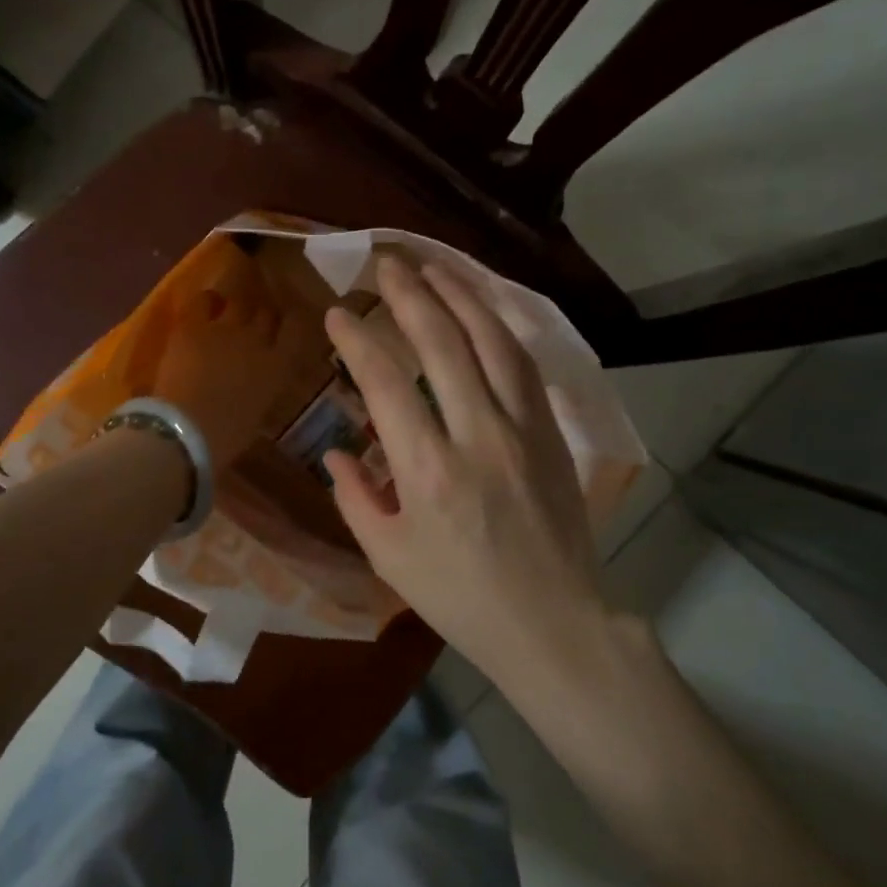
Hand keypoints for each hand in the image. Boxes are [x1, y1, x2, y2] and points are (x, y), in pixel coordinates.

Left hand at [154, 272, 304, 469]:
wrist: (186, 431)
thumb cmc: (226, 437)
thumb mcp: (257, 414)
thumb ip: (262, 391)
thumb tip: (258, 385)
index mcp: (278, 367)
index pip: (296, 330)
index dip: (292, 324)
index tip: (286, 327)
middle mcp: (258, 340)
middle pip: (267, 313)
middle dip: (262, 317)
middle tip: (253, 323)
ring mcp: (225, 328)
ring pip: (239, 302)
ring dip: (236, 307)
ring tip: (229, 312)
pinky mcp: (193, 325)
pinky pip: (204, 300)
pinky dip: (207, 302)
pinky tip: (205, 308)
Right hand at [323, 255, 612, 684]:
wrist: (553, 622)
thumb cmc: (461, 599)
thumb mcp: (389, 558)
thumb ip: (355, 498)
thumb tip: (333, 452)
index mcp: (428, 472)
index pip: (385, 384)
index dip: (357, 341)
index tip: (336, 315)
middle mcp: (478, 435)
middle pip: (442, 343)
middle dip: (409, 294)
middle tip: (385, 263)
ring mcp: (523, 429)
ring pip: (492, 341)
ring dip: (461, 296)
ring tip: (433, 267)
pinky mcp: (551, 433)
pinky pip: (523, 365)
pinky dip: (499, 328)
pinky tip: (482, 311)